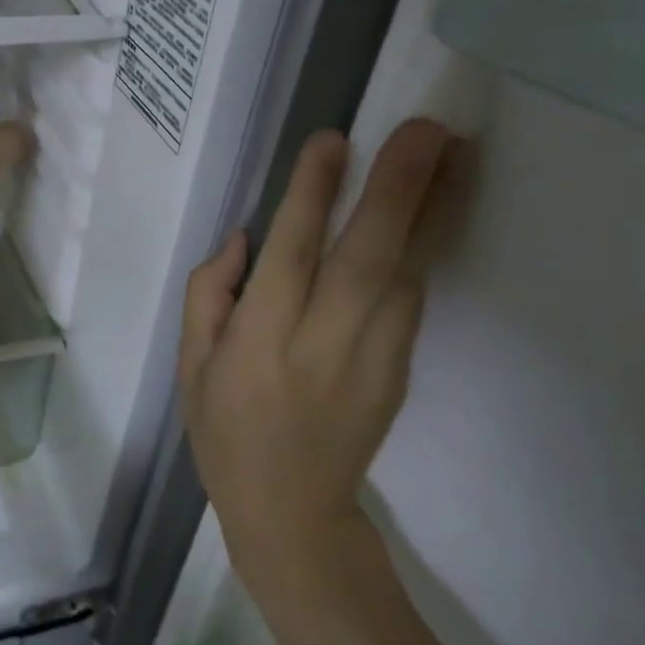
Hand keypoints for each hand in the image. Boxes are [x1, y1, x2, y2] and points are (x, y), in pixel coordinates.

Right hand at [179, 119, 453, 602]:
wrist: (292, 514)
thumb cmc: (224, 430)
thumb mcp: (189, 365)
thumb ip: (209, 294)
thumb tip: (245, 236)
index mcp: (259, 344)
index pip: (289, 258)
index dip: (310, 197)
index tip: (332, 140)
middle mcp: (322, 346)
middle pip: (367, 260)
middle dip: (399, 190)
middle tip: (426, 130)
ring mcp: (372, 361)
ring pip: (407, 275)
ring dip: (434, 209)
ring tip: (454, 149)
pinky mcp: (399, 371)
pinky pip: (412, 298)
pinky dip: (429, 246)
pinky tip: (442, 204)